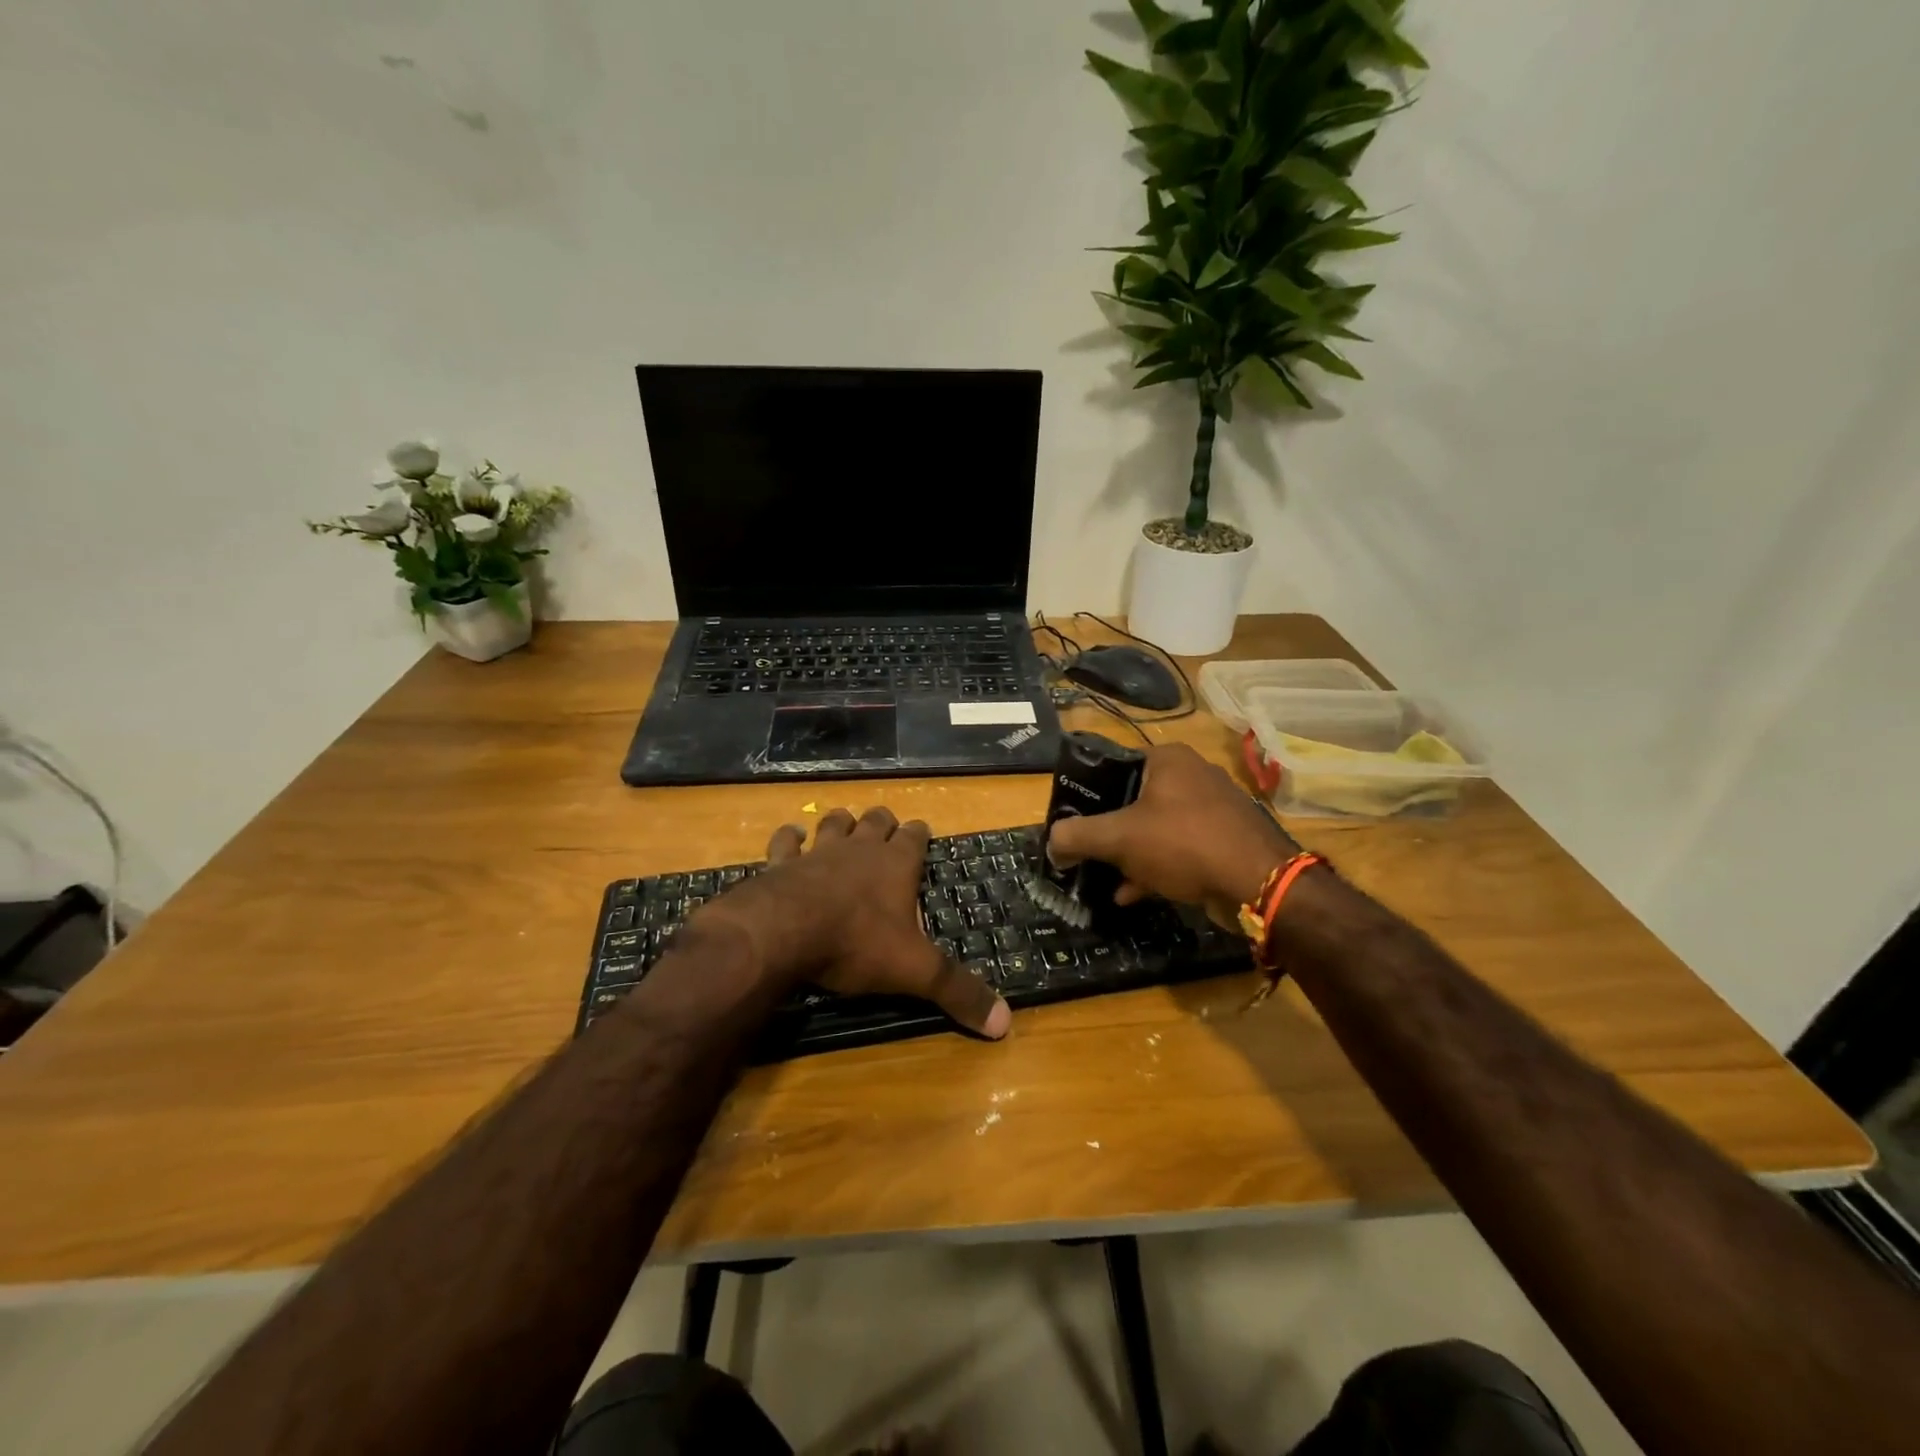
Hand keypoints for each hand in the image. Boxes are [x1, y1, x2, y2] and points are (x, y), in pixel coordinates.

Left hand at [701, 807, 1010, 1038]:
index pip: (914, 837)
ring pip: (834, 824)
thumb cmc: (857, 944)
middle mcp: (860, 850)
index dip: (919, 833)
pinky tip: (790, 834)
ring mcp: (818, 852)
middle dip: (883, 823)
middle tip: (886, 829)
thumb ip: (957, 992)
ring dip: (841, 824)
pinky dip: (788, 837)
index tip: (922, 832)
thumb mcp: (915, 971)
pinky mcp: (781, 864)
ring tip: (845, 826)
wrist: (785, 932)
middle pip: (876, 822)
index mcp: (896, 866)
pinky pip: (785, 842)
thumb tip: (1005, 1023)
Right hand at [1047, 743, 1298, 927]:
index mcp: (1168, 759)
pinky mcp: (1225, 840)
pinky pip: (1179, 849)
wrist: (1258, 883)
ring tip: (1104, 879)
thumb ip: (1077, 836)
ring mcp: (1213, 808)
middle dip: (1109, 832)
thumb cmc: (1182, 843)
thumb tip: (1051, 842)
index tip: (1073, 824)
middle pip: (1134, 801)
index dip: (1088, 796)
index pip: (1114, 767)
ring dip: (1130, 854)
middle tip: (1087, 853)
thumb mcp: (1119, 838)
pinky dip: (1155, 867)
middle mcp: (1193, 775)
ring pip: (1156, 828)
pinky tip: (1133, 894)